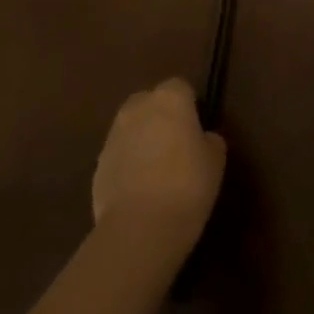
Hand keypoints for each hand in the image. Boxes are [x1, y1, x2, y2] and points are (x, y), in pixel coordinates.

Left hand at [92, 79, 226, 246]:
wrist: (141, 226)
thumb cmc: (188, 183)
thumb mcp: (215, 158)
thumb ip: (208, 139)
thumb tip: (200, 138)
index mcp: (169, 99)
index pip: (180, 87)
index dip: (189, 104)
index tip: (197, 125)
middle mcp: (137, 110)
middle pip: (148, 102)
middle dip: (159, 115)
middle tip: (176, 141)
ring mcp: (113, 138)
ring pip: (130, 128)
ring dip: (141, 139)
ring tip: (157, 167)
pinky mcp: (98, 166)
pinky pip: (118, 155)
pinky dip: (128, 163)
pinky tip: (141, 187)